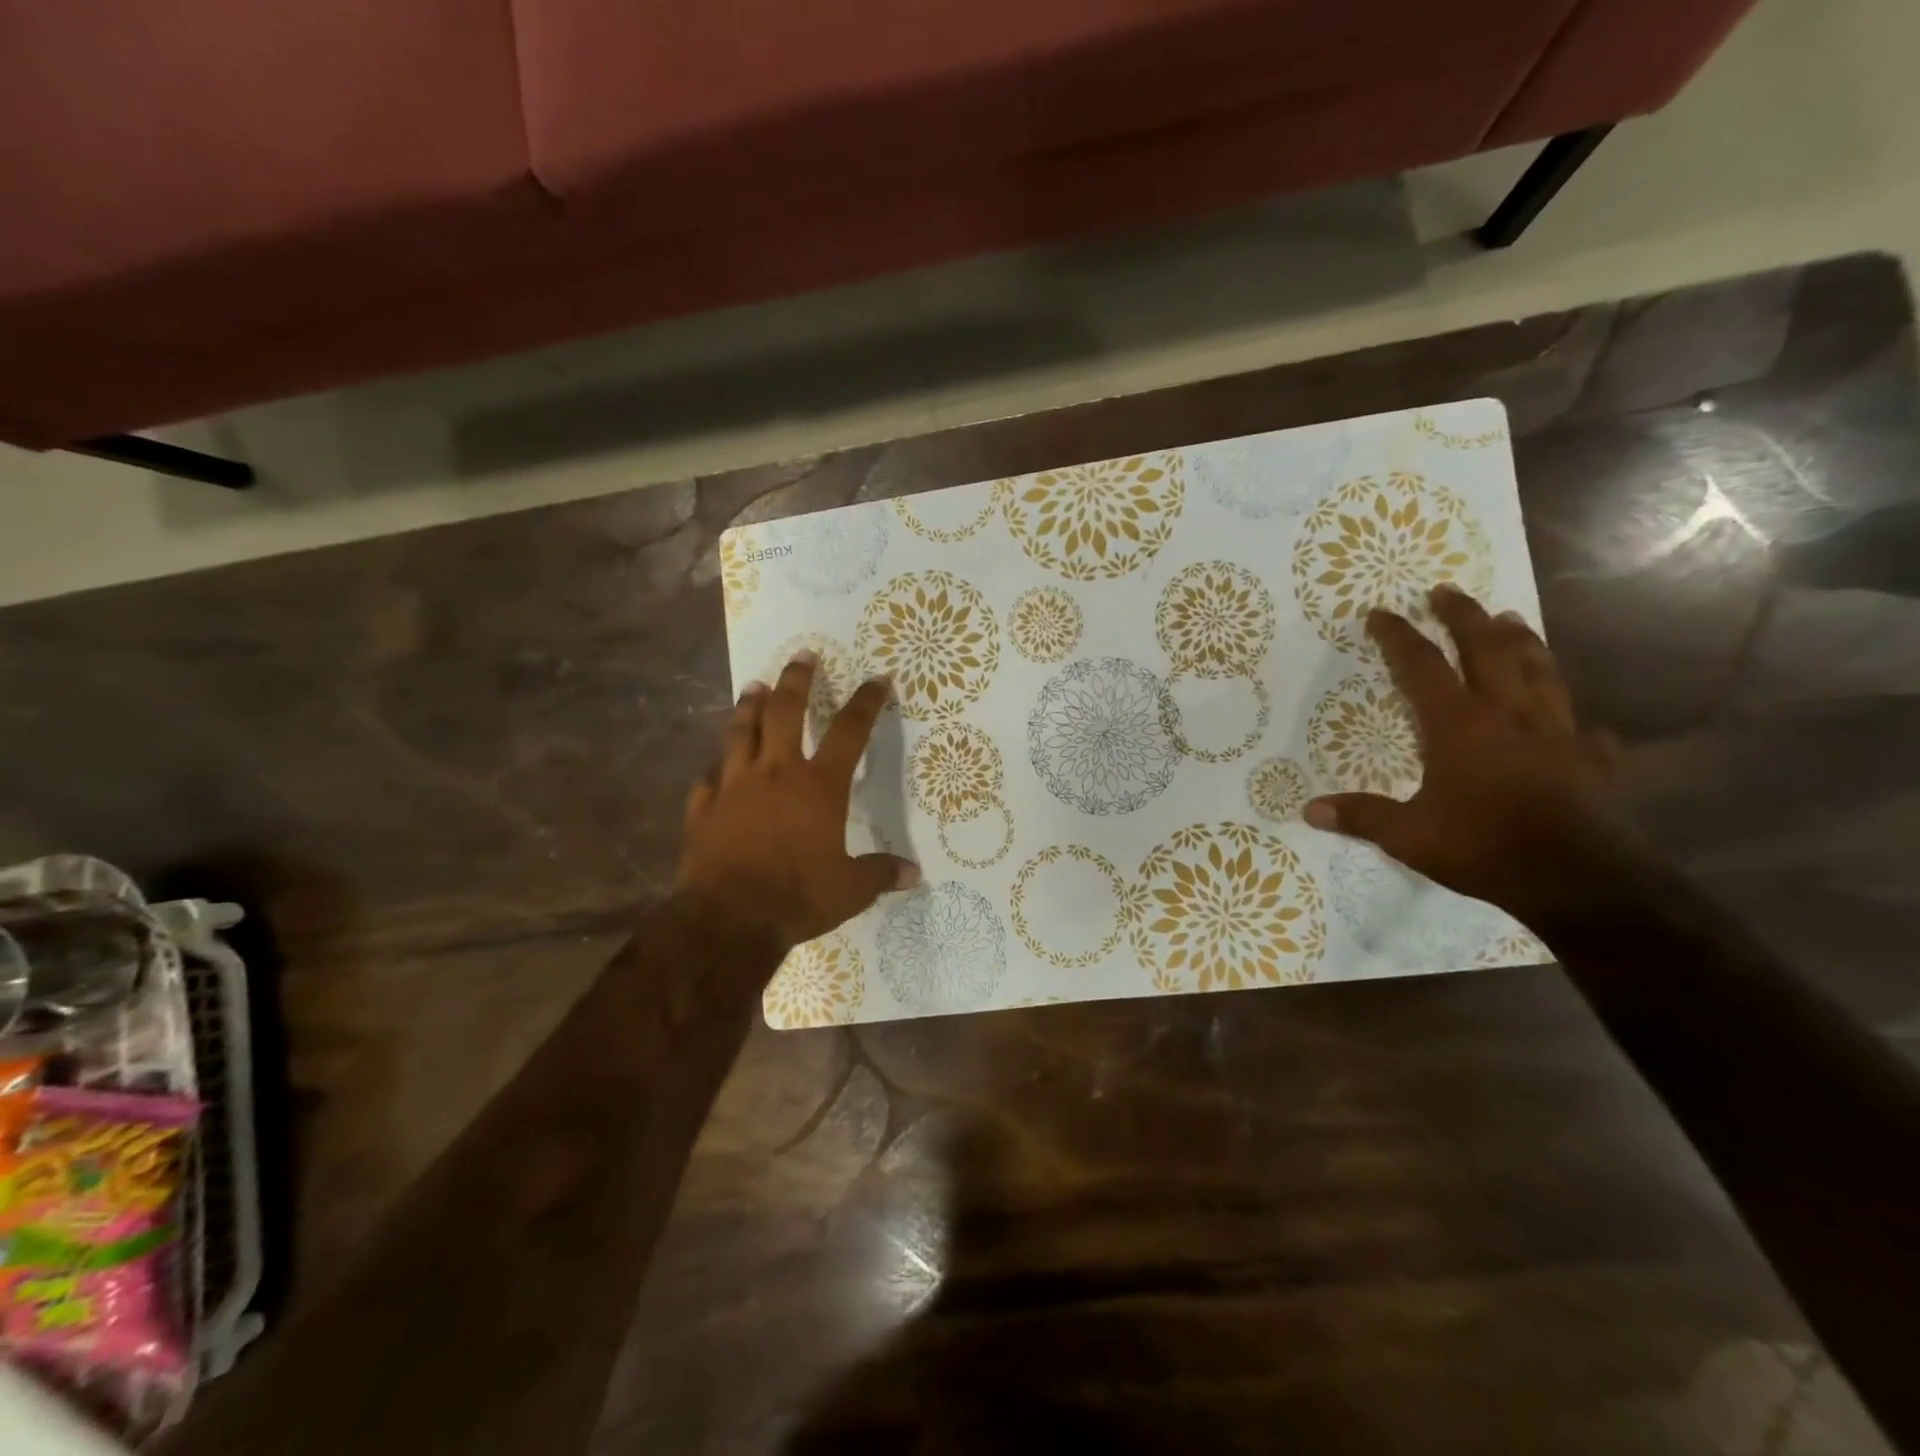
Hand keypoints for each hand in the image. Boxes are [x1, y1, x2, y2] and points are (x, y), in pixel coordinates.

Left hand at [678, 652, 919, 953]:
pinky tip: (717, 762)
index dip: (866, 702)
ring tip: (754, 686)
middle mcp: (776, 773)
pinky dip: (717, 764)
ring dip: (749, 706)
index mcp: (819, 786)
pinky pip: (709, 775)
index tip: (878, 679)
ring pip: (740, 731)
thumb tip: (913, 874)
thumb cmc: (797, 896)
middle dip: (797, 680)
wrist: (728, 918)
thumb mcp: (850, 890)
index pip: (850, 732)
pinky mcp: (704, 807)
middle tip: (801, 655)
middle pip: (785, 711)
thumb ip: (880, 874)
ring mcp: (734, 786)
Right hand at [1304, 585, 1624, 924]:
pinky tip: (1576, 720)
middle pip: (1488, 650)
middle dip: (1465, 617)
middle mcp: (1509, 715)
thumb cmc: (1482, 847)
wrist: (1576, 879)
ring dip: (1523, 641)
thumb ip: (1361, 816)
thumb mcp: (1408, 835)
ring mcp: (1557, 733)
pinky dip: (1576, 717)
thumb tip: (1309, 810)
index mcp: (1460, 724)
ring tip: (1511, 619)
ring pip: (1540, 671)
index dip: (1400, 637)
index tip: (1382, 613)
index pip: (1423, 666)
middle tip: (1448, 592)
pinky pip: (1584, 728)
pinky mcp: (1591, 761)